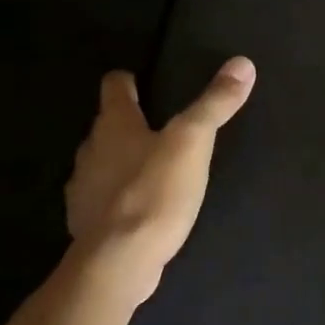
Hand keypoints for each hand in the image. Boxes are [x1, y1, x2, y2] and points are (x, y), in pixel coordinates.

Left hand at [64, 58, 255, 268]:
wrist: (118, 261)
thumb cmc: (155, 192)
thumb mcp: (194, 142)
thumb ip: (215, 104)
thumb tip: (242, 63)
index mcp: (114, 124)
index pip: (114, 86)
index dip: (129, 80)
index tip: (143, 82)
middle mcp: (90, 150)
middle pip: (107, 126)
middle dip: (129, 124)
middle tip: (160, 128)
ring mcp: (83, 189)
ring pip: (102, 162)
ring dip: (121, 162)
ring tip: (153, 169)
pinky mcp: (86, 222)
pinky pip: (101, 198)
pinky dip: (117, 196)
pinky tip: (139, 207)